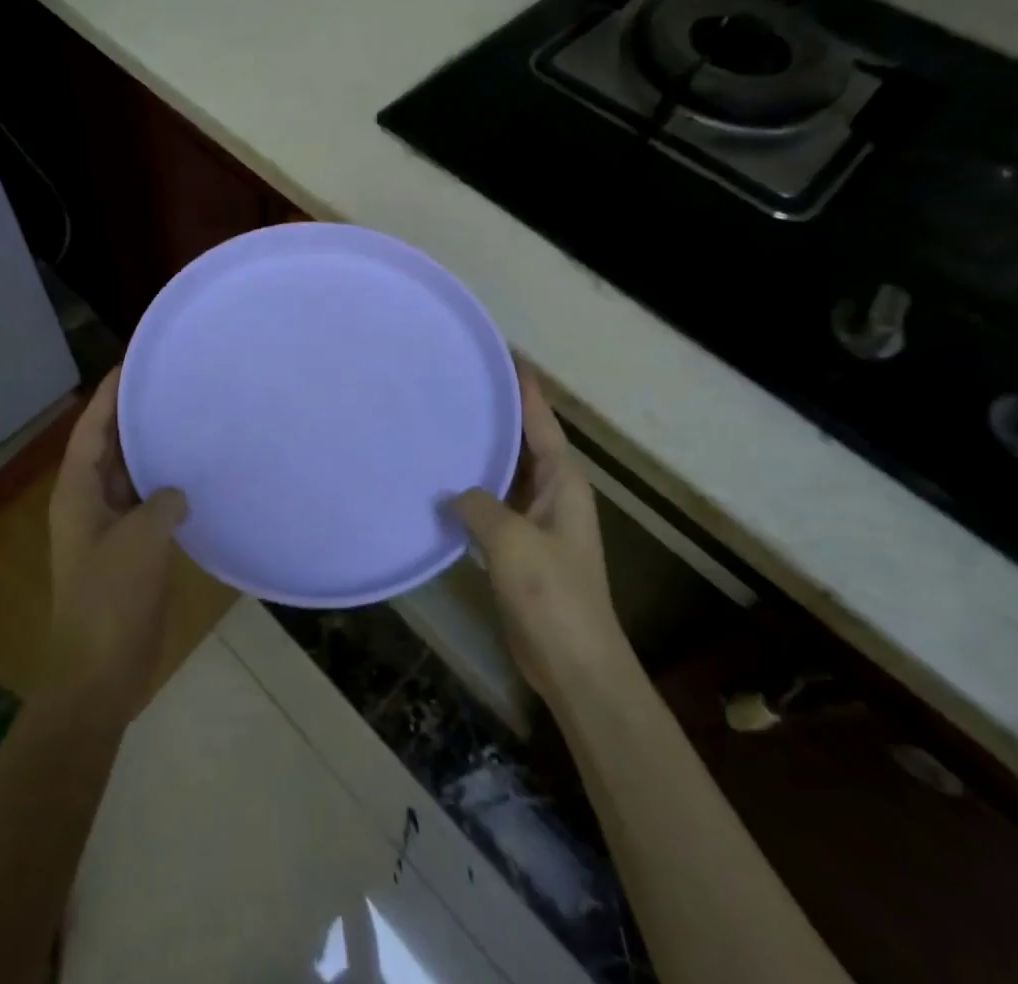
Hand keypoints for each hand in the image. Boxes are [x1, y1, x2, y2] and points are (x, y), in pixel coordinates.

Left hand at [45, 368, 188, 720]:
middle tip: (169, 384)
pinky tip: (194, 476)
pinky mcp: (129, 550)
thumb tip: (176, 494)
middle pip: (109, 447)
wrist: (100, 672)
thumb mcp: (140, 540)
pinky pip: (147, 503)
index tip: (132, 363)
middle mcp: (88, 502)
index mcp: (77, 493)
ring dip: (151, 450)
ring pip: (129, 475)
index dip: (108, 395)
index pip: (91, 429)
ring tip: (185, 419)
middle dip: (133, 416)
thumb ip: (161, 502)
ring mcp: (108, 527)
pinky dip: (165, 486)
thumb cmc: (111, 599)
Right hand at [453, 362, 629, 701]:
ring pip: (507, 474)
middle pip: (524, 442)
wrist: (574, 663)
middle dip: (497, 415)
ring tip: (444, 425)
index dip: (524, 388)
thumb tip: (455, 493)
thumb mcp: (510, 539)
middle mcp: (555, 493)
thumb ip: (478, 504)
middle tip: (457, 384)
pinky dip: (474, 491)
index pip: (541, 421)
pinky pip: (495, 505)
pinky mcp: (522, 548)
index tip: (503, 354)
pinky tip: (444, 486)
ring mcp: (539, 522)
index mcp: (564, 481)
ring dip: (483, 454)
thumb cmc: (551, 593)